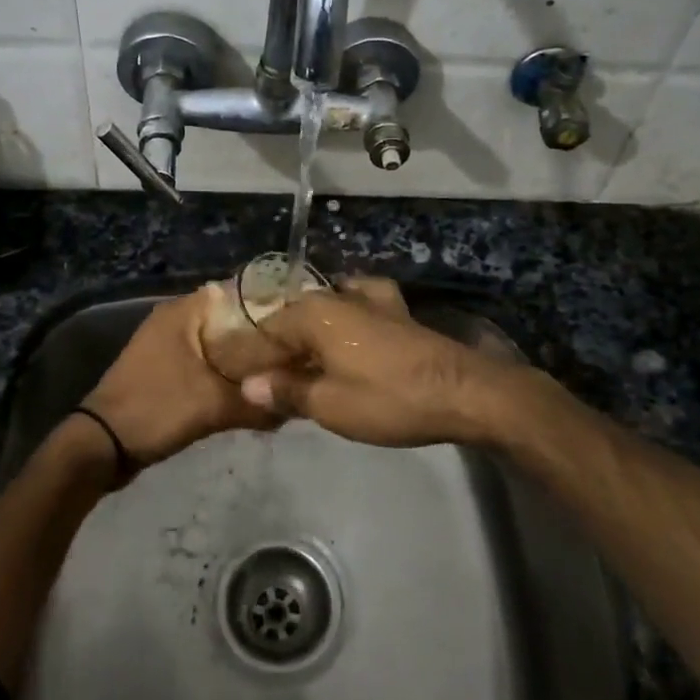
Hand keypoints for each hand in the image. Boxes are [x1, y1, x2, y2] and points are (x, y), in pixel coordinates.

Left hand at [81, 287, 277, 467]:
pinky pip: (204, 360)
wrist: (102, 446)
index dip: (268, 306)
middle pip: (228, 318)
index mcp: (182, 312)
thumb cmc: (156, 409)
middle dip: (259, 336)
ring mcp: (166, 344)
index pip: (236, 293)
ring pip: (217, 342)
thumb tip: (296, 407)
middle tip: (294, 352)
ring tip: (278, 370)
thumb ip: (256, 404)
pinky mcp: (164, 368)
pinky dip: (224, 371)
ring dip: (242, 356)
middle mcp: (174, 319)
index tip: (296, 323)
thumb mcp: (213, 406)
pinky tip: (248, 388)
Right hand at [238, 278, 524, 447]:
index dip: (249, 358)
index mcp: (314, 312)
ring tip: (301, 367)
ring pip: (323, 314)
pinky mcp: (395, 310)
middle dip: (278, 348)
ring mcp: (370, 298)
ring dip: (309, 337)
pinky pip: (354, 311)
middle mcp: (337, 295)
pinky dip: (341, 325)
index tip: (237, 383)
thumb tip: (249, 385)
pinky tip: (344, 340)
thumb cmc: (387, 398)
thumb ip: (286, 390)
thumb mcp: (329, 404)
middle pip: (294, 319)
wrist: (461, 392)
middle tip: (267, 383)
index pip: (265, 331)